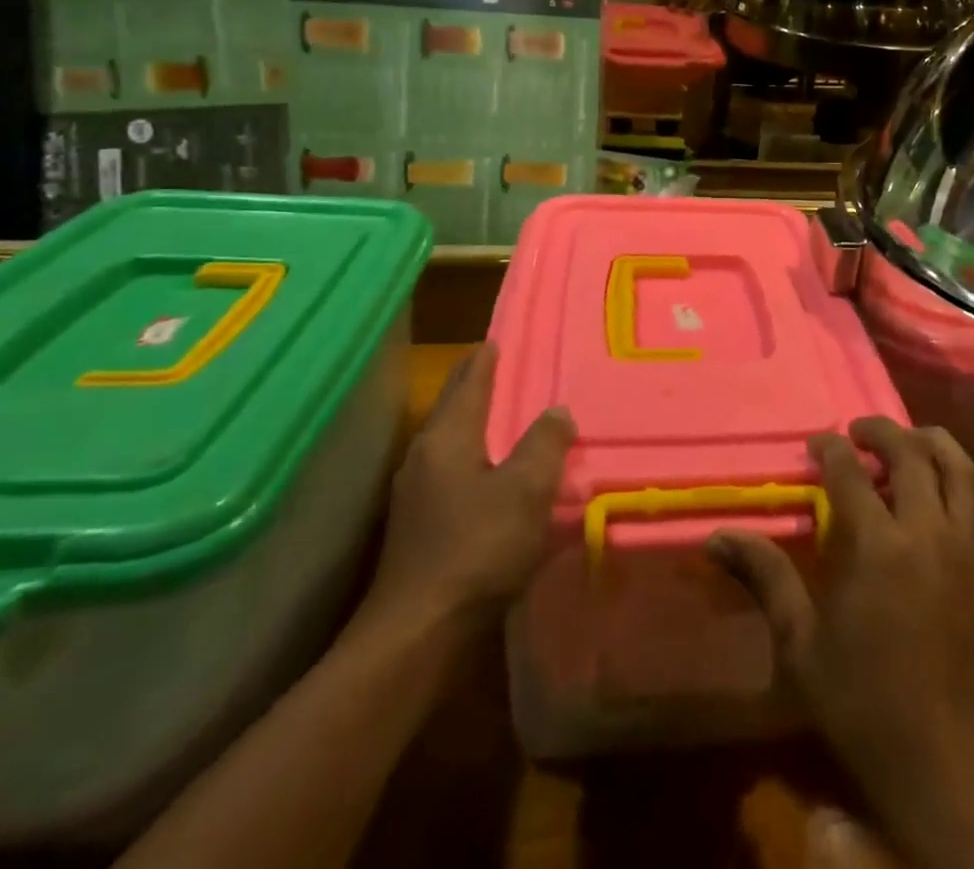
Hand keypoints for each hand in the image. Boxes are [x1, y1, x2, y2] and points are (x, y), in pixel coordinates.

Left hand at [358, 344, 574, 639]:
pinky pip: (451, 473)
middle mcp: (425, 457)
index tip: (496, 338)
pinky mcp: (419, 528)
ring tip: (504, 415)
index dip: (485, 359)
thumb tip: (557, 410)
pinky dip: (473, 458)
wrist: (418, 635)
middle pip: (453, 408)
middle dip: (475, 385)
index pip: (469, 382)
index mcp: (448, 438)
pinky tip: (491, 475)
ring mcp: (416, 495)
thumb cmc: (477, 549)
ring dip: (475, 423)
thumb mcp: (526, 490)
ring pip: (451, 442)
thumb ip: (545, 444)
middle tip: (502, 366)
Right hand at [710, 420, 973, 868]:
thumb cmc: (863, 707)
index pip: (851, 471)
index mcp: (876, 547)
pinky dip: (954, 477)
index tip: (816, 444)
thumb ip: (766, 577)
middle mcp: (926, 533)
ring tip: (906, 440)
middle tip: (856, 431)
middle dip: (881, 431)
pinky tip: (933, 491)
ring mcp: (966, 549)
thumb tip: (717, 537)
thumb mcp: (801, 645)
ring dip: (929, 442)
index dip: (830, 448)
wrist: (948, 769)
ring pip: (958, 468)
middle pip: (910, 453)